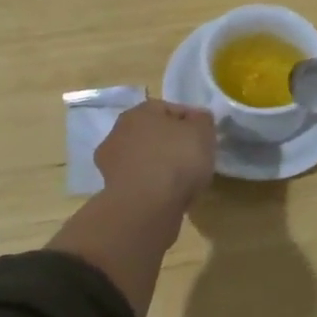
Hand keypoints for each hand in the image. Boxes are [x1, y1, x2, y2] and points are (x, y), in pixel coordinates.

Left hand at [95, 99, 216, 215]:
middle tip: (194, 157)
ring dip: (159, 165)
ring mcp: (111, 163)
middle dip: (171, 143)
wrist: (146, 207)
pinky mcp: (111, 191)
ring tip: (182, 180)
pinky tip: (167, 195)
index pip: (170, 109)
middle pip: (153, 134)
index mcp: (140, 111)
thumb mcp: (203, 131)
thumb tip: (198, 119)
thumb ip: (202, 120)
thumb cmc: (177, 159)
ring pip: (144, 158)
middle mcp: (118, 132)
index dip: (191, 122)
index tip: (206, 137)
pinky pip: (140, 182)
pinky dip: (152, 186)